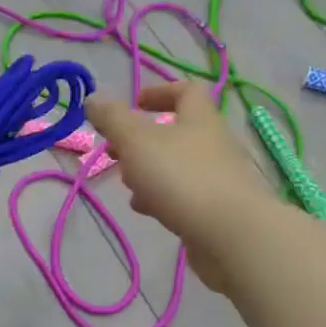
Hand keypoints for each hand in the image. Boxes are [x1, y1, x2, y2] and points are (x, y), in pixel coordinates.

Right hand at [87, 81, 277, 292]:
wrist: (231, 235)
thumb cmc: (182, 178)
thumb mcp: (137, 141)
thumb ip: (113, 119)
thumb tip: (94, 97)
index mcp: (199, 118)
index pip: (187, 90)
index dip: (160, 92)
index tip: (135, 104)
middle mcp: (213, 143)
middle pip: (178, 131)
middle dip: (143, 140)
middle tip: (116, 151)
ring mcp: (218, 178)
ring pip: (178, 165)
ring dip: (150, 171)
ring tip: (127, 185)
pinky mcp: (217, 209)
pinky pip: (185, 195)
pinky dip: (163, 197)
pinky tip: (147, 210)